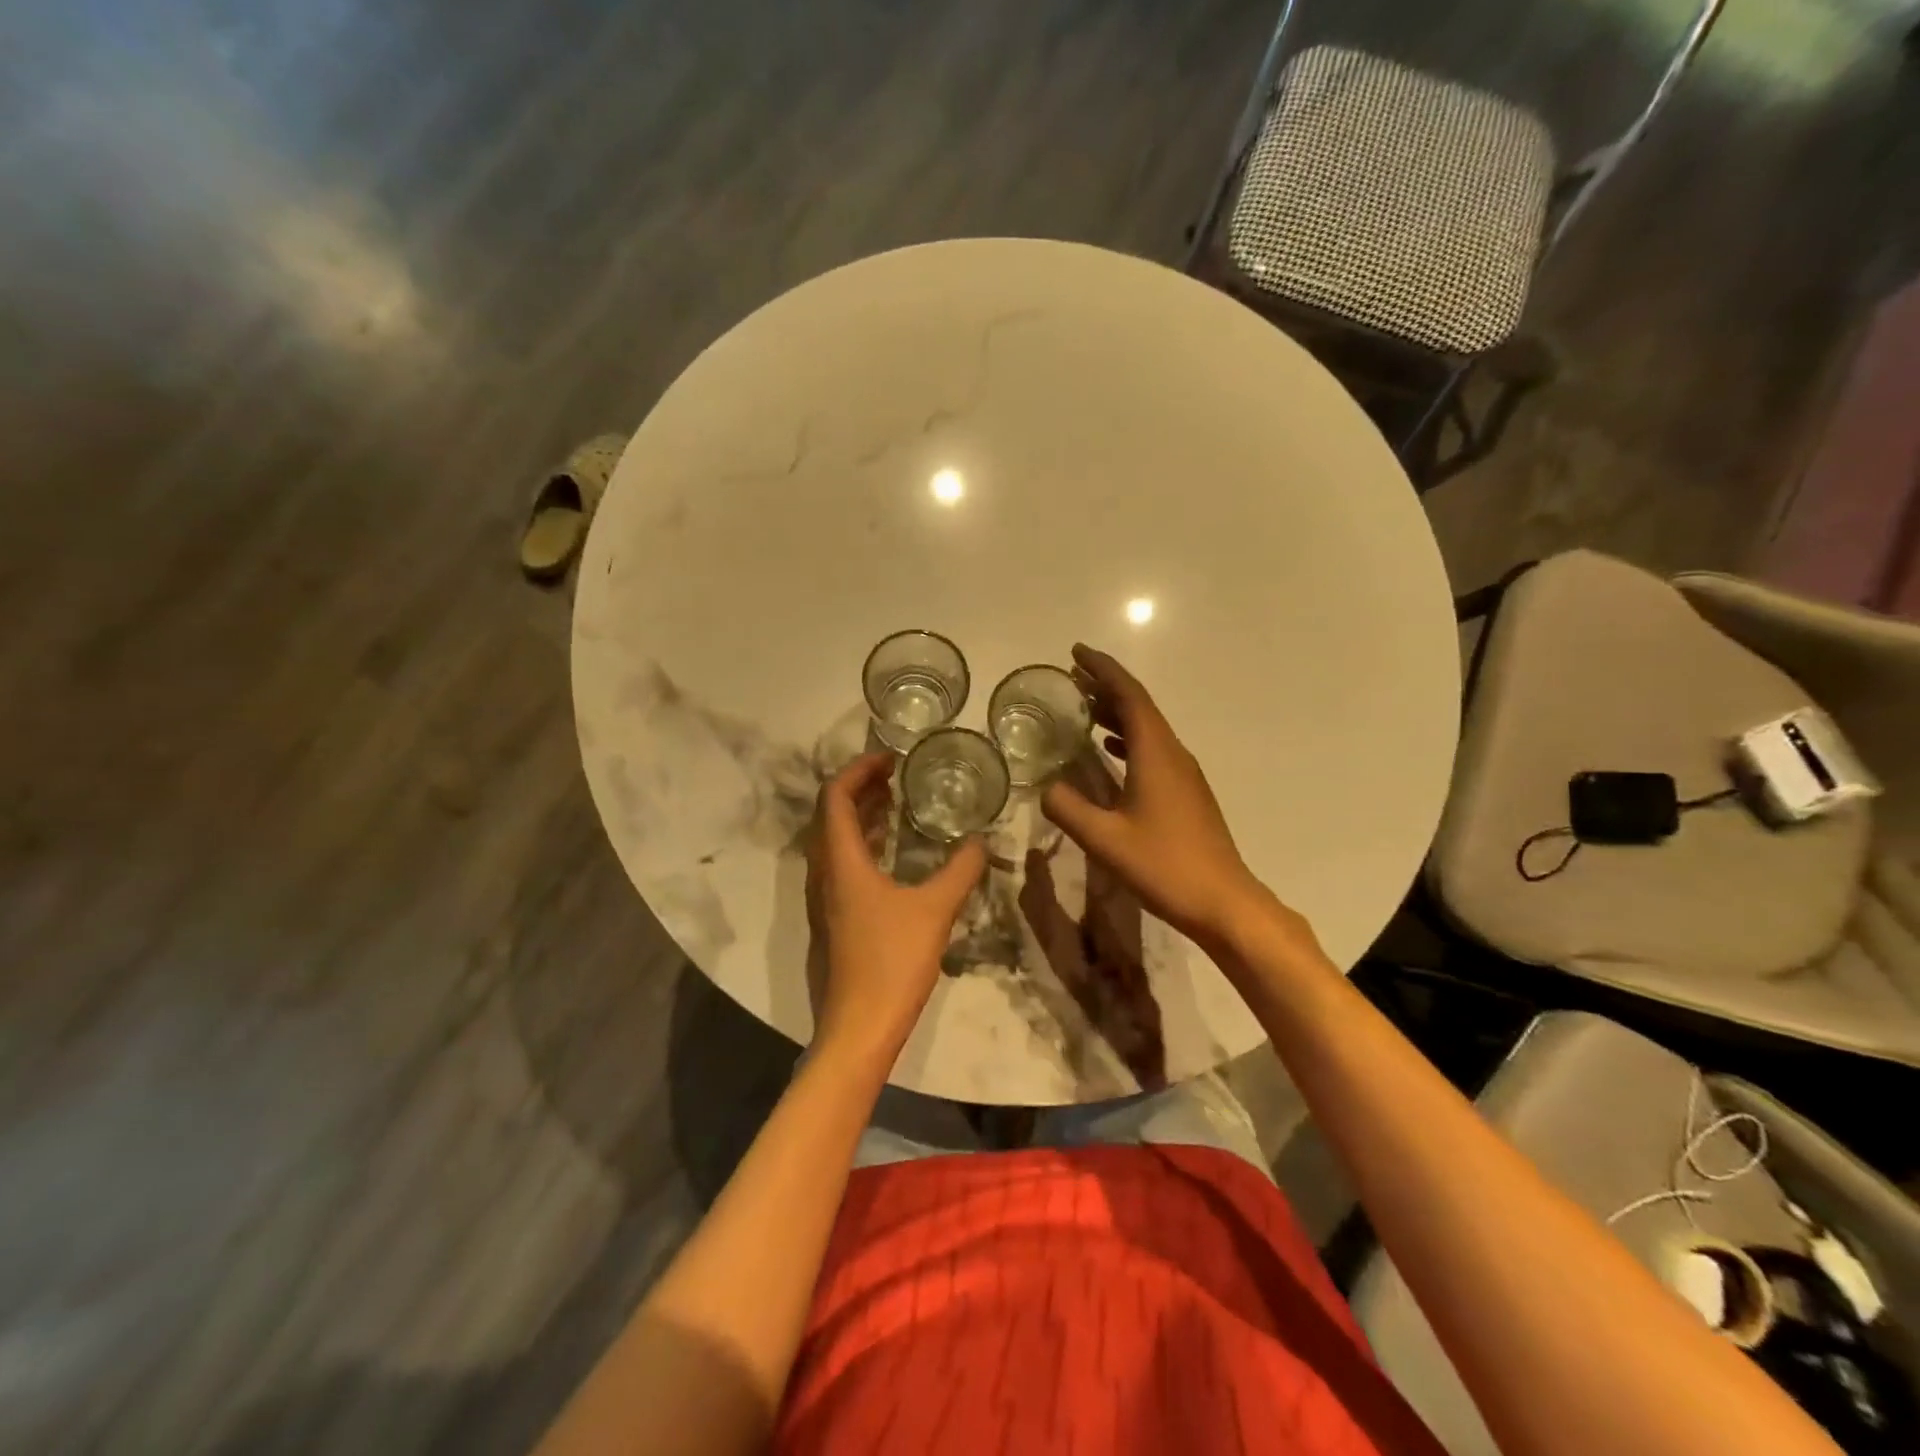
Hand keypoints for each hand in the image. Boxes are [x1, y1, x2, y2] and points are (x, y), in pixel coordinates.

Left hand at [806, 753, 986, 1067]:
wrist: (858, 1029)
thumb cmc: (892, 963)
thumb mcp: (935, 910)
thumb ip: (960, 870)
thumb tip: (979, 841)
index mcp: (840, 862)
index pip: (834, 796)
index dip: (858, 769)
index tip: (890, 758)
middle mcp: (824, 873)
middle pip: (831, 814)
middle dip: (862, 788)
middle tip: (898, 775)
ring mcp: (825, 898)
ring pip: (835, 841)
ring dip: (862, 816)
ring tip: (898, 803)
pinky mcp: (833, 918)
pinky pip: (843, 864)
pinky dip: (864, 845)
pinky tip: (894, 853)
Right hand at [1042, 645, 1284, 948]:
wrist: (1222, 901)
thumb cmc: (1163, 866)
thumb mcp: (1104, 839)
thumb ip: (1068, 808)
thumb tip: (1045, 787)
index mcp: (1155, 753)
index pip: (1129, 695)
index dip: (1102, 669)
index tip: (1075, 652)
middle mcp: (1173, 753)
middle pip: (1139, 706)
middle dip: (1106, 686)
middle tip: (1071, 677)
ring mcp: (1184, 773)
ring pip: (1147, 728)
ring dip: (1116, 712)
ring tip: (1083, 707)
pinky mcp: (1186, 792)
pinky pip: (1153, 749)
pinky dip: (1128, 738)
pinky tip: (1110, 750)